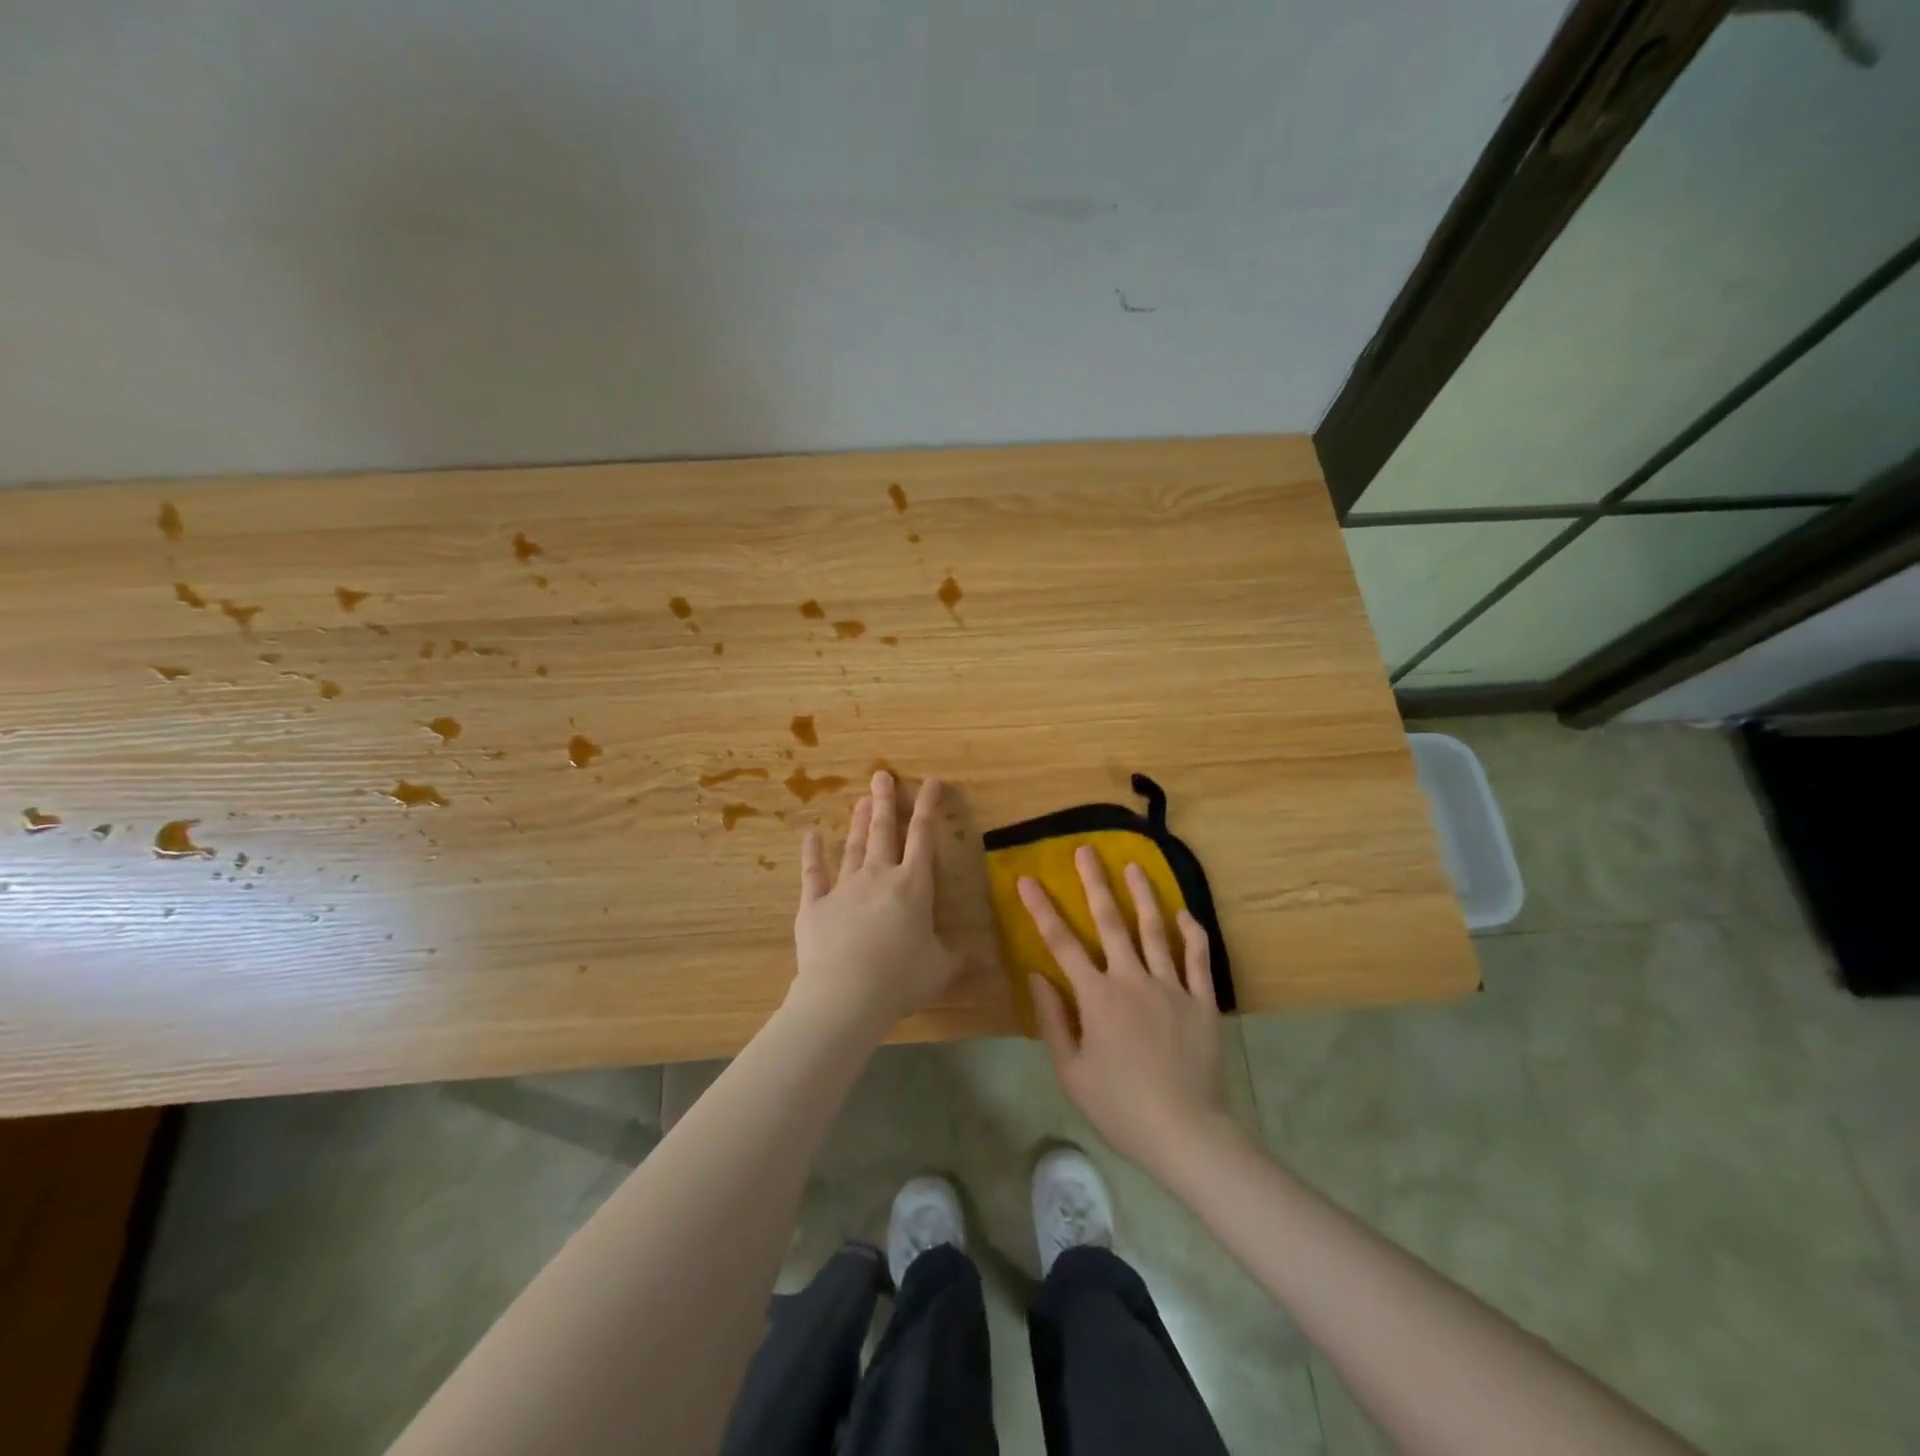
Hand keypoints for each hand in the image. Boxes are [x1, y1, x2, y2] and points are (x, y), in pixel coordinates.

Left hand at [789, 771, 965, 1038]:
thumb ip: (960, 958)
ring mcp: (844, 887)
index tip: (932, 782)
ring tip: (863, 799)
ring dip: (860, 822)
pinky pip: (813, 873)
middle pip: (884, 832)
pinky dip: (811, 853)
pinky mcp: (815, 904)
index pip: (923, 837)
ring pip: (854, 846)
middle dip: (886, 802)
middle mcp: (879, 877)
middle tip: (882, 775)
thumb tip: (986, 957)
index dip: (929, 808)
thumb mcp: (940, 969)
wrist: (845, 994)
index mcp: (913, 886)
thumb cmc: (900, 978)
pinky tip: (810, 835)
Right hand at [1021, 848, 1229, 1177]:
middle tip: (1086, 850)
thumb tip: (1037, 976)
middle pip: (1110, 922)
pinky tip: (1184, 913)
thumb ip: (1053, 1020)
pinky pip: (1198, 959)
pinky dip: (1191, 933)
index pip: (1062, 944)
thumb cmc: (1119, 1107)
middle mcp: (1133, 980)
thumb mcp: (1071, 1072)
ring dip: (1143, 894)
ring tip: (1133, 865)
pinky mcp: (1202, 1001)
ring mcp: (1171, 987)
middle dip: (1095, 883)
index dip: (1041, 909)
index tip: (1027, 880)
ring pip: (1155, 930)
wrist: (1185, 1133)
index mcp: (1097, 998)